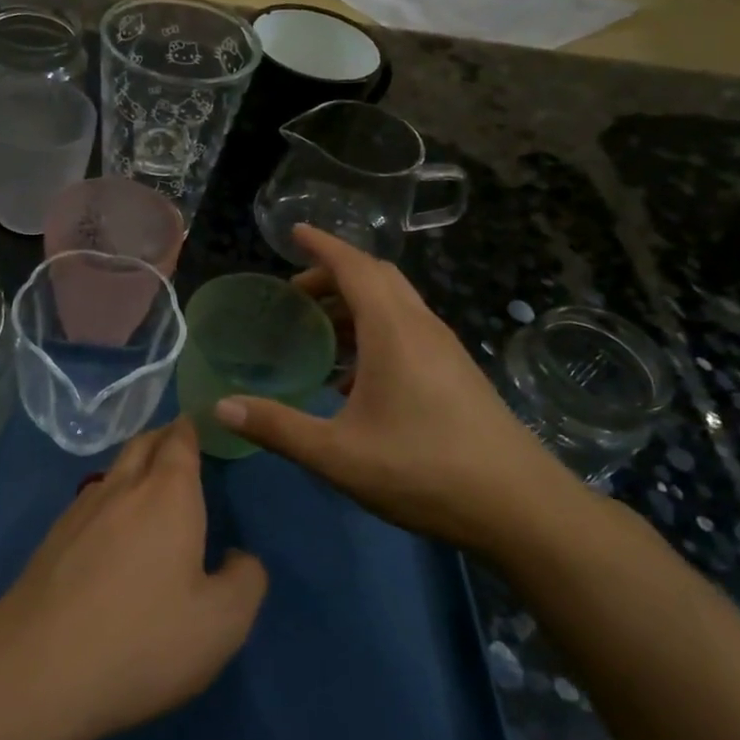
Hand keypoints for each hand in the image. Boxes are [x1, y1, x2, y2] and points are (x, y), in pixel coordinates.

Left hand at [0, 419, 266, 739]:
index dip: (191, 428)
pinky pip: (90, 500)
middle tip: (180, 442)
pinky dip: (110, 497)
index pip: (179, 441)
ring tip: (151, 481)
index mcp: (167, 495)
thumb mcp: (221, 623)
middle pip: (143, 444)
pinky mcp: (52, 539)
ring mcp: (80, 511)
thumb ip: (245, 580)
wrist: (37, 669)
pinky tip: (112, 526)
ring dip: (135, 464)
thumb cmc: (142, 640)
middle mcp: (122, 489)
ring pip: (113, 470)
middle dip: (163, 437)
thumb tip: (239, 557)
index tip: (199, 422)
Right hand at [214, 226, 588, 553]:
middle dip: (333, 275)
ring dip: (354, 305)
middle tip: (295, 294)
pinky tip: (354, 378)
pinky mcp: (456, 373)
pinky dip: (374, 332)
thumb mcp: (337, 454)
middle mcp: (422, 328)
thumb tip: (220, 407)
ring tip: (319, 332)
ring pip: (395, 305)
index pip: (354, 266)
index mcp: (394, 330)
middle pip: (377, 278)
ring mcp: (445, 350)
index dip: (322, 245)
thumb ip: (277, 427)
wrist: (520, 508)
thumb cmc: (423, 471)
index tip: (294, 232)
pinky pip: (408, 331)